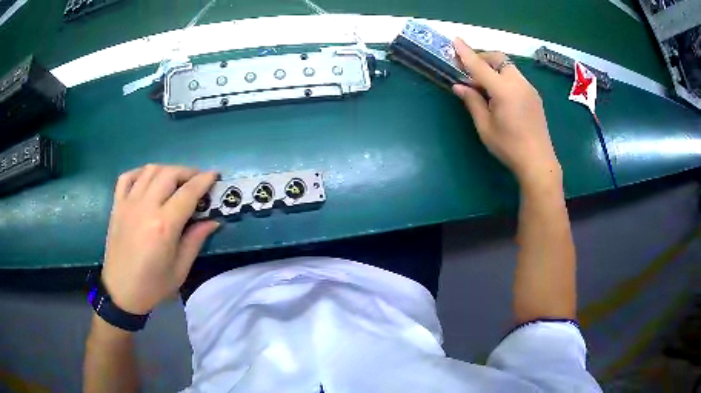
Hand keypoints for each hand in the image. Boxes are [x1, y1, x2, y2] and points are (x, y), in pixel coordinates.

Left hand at [101, 165, 219, 314]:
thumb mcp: (180, 269)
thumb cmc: (153, 285)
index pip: (188, 192)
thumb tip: (213, 220)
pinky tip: (148, 180)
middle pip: (169, 174)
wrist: (120, 292)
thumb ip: (195, 240)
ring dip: (167, 170)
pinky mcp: (117, 206)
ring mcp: (128, 204)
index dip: (204, 180)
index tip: (215, 175)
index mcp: (164, 226)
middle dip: (188, 172)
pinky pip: (127, 177)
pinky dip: (140, 173)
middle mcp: (145, 207)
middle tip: (197, 181)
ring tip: (175, 180)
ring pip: (150, 170)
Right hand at [452, 38, 561, 185]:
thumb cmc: (509, 147)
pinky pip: (516, 77)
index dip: (466, 52)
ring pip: (508, 67)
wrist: (538, 162)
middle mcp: (518, 83)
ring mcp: (529, 88)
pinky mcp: (534, 95)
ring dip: (494, 68)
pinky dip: (504, 77)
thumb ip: (472, 102)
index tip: (456, 40)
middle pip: (498, 59)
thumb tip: (458, 85)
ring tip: (485, 86)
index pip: (479, 66)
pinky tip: (500, 95)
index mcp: (504, 90)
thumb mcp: (485, 126)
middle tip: (470, 73)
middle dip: (482, 59)